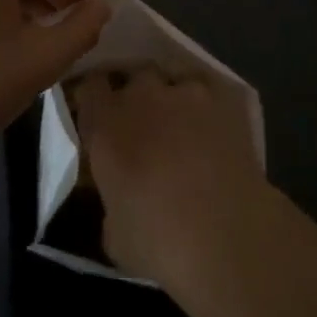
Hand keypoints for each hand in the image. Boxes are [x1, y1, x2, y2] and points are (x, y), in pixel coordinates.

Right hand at [73, 69, 279, 316]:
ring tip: (182, 121)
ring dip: (174, 96)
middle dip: (136, 91)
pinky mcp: (225, 100)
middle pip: (134, 74)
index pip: (90, 86)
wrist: (226, 236)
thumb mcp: (114, 233)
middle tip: (142, 119)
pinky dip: (207, 104)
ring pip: (174, 78)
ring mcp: (186, 94)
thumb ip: (111, 198)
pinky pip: (209, 91)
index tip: (98, 112)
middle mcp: (143, 97)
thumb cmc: (158, 242)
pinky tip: (213, 128)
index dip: (95, 97)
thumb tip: (119, 194)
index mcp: (106, 124)